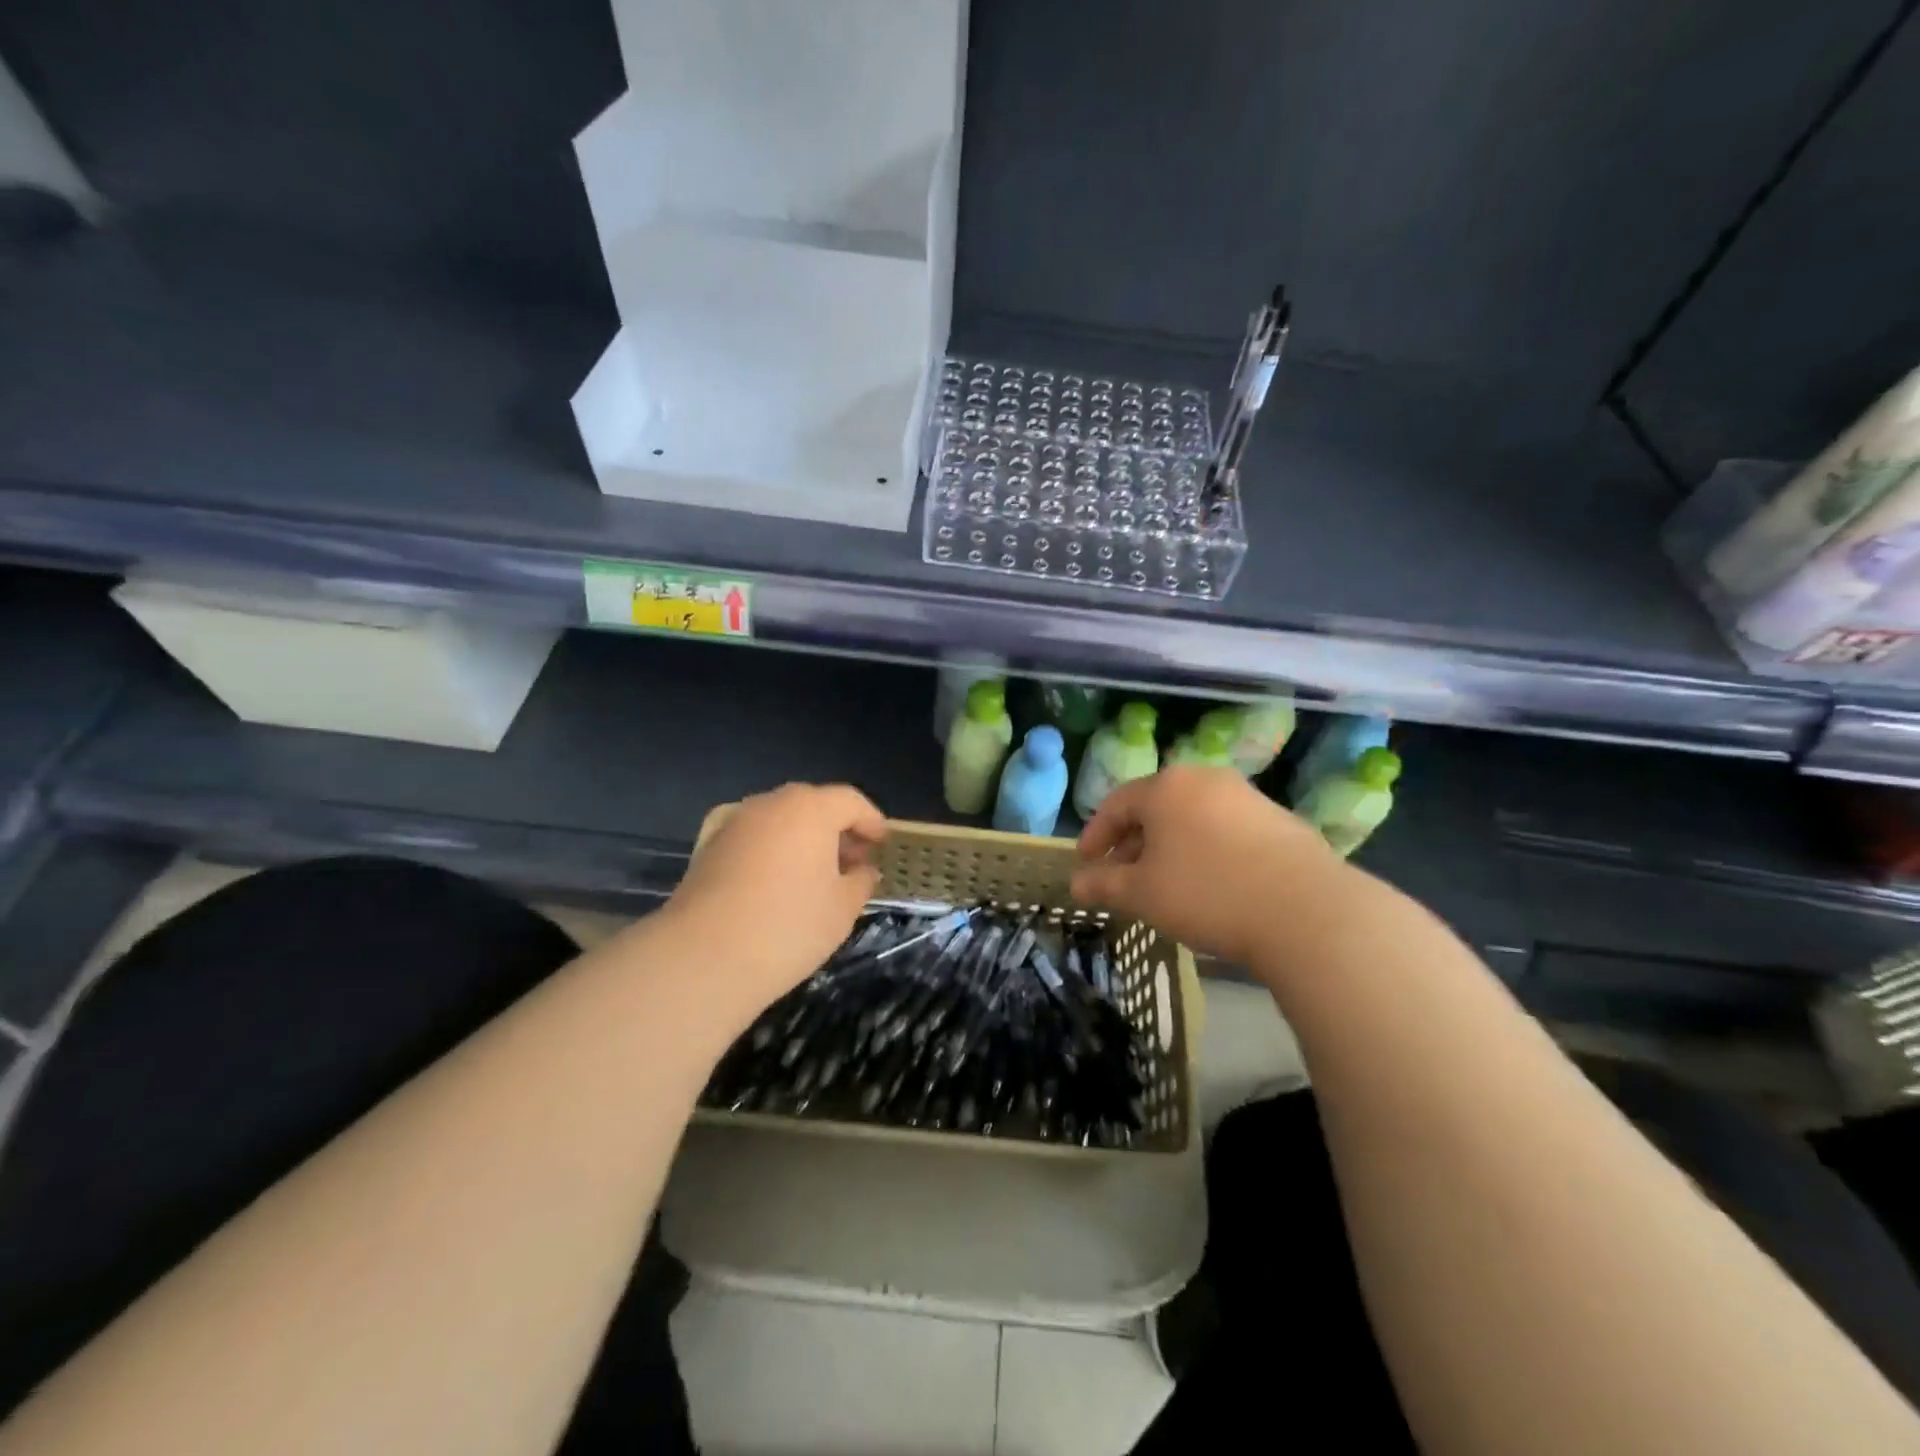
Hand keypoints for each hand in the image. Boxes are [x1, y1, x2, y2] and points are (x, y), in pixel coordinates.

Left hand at [664, 784, 886, 1025]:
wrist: (704, 957)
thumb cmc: (788, 927)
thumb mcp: (842, 908)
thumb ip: (861, 881)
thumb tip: (863, 870)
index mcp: (810, 809)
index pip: (850, 801)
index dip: (871, 821)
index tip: (882, 843)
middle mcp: (770, 804)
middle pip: (813, 805)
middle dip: (837, 829)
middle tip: (853, 860)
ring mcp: (734, 823)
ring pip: (780, 820)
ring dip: (803, 838)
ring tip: (816, 874)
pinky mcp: (708, 847)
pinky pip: (753, 837)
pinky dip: (771, 848)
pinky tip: (776, 880)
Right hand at [1071, 766, 1341, 967]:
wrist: (1307, 911)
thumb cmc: (1207, 894)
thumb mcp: (1143, 894)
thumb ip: (1104, 885)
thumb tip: (1076, 885)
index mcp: (1166, 787)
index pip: (1115, 804)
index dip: (1095, 835)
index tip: (1085, 863)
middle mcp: (1205, 779)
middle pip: (1155, 808)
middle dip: (1132, 843)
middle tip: (1121, 877)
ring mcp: (1246, 796)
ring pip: (1191, 818)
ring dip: (1169, 847)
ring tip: (1165, 884)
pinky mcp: (1278, 820)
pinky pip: (1224, 829)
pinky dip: (1205, 850)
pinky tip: (1210, 885)